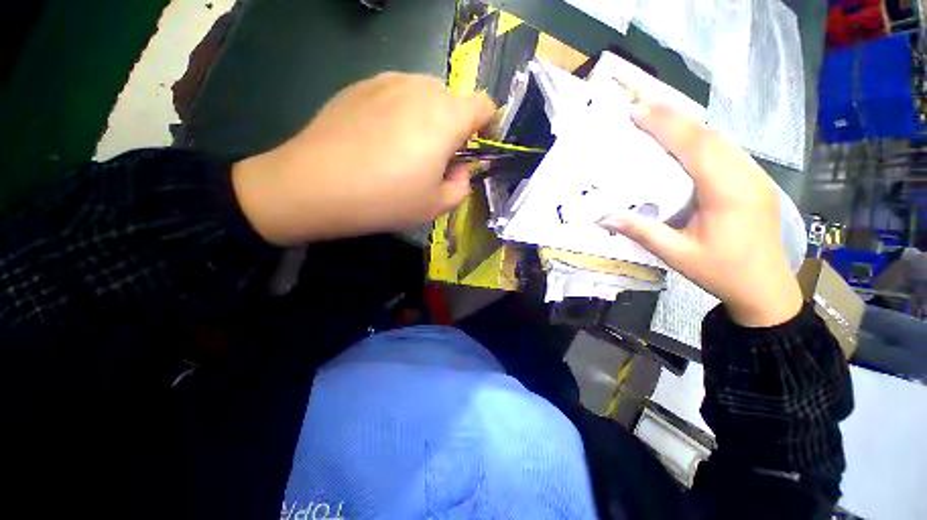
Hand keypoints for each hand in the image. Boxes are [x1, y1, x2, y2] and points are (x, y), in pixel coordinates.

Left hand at [232, 72, 495, 244]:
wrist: (315, 185)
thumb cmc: (386, 199)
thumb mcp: (436, 205)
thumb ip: (461, 186)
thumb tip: (460, 169)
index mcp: (446, 116)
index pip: (484, 105)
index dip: (488, 125)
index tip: (478, 147)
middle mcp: (420, 88)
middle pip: (454, 100)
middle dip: (456, 126)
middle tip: (439, 158)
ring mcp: (387, 81)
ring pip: (425, 94)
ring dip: (429, 118)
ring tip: (408, 149)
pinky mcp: (360, 85)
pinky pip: (396, 94)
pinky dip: (402, 112)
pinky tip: (381, 140)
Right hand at [600, 103, 802, 326]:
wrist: (766, 288)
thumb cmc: (721, 272)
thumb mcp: (676, 254)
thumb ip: (641, 231)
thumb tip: (603, 216)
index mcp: (727, 192)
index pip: (694, 146)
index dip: (664, 125)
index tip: (636, 111)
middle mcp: (745, 175)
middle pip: (709, 135)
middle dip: (674, 116)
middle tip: (642, 105)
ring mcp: (755, 176)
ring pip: (721, 139)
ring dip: (689, 124)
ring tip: (659, 115)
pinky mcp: (755, 181)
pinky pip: (727, 150)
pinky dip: (703, 138)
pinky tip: (687, 139)